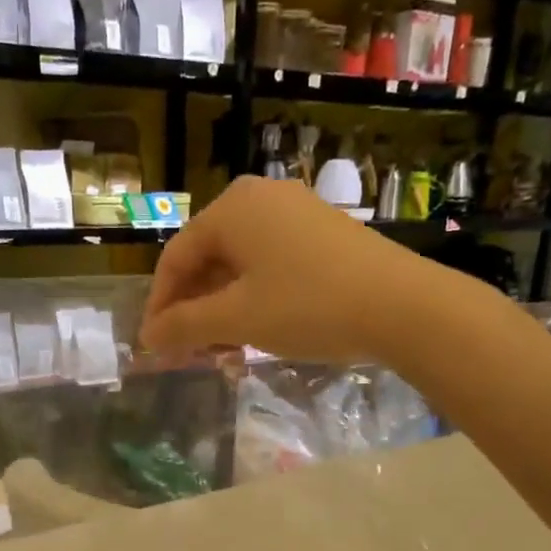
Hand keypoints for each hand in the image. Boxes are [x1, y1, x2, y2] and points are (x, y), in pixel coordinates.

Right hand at [140, 175, 430, 363]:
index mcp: (232, 208)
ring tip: (222, 350)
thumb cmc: (308, 306)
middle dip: (194, 309)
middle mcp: (261, 198)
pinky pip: (271, 265)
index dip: (160, 304)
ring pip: (240, 265)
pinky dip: (254, 299)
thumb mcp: (239, 318)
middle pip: (208, 258)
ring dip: (223, 309)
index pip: (176, 257)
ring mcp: (296, 213)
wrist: (402, 305)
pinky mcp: (323, 234)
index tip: (154, 345)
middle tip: (189, 352)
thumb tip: (148, 337)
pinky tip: (257, 331)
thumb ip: (186, 326)